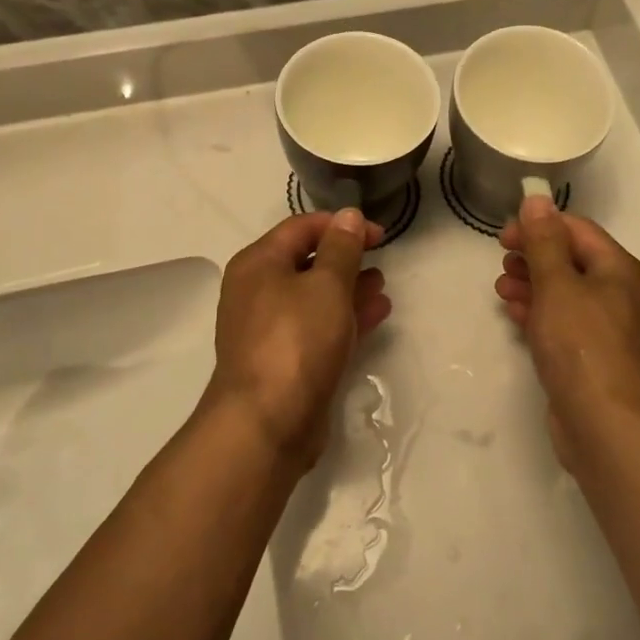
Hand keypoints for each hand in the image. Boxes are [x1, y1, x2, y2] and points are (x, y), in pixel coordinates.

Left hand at [207, 209, 391, 467]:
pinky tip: (376, 314)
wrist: (265, 425)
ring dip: (348, 288)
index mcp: (258, 264)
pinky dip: (344, 318)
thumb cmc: (296, 341)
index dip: (342, 225)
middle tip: (381, 258)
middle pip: (306, 261)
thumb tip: (348, 215)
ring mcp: (269, 329)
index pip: (302, 227)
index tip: (380, 235)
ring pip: (314, 297)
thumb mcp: (326, 285)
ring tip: (382, 286)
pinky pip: (317, 327)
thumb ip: (341, 248)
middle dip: (345, 258)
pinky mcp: (284, 361)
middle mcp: (257, 291)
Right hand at [497, 192, 639, 470]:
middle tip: (501, 261)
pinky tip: (515, 314)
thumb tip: (537, 200)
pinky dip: (541, 313)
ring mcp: (611, 330)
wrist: (607, 427)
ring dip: (533, 284)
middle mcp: (622, 296)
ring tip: (501, 287)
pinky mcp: (596, 359)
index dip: (539, 226)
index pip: (578, 231)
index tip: (503, 235)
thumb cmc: (582, 345)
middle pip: (573, 261)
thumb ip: (544, 241)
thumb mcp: (557, 285)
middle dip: (534, 257)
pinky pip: (566, 323)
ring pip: (567, 294)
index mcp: (621, 271)